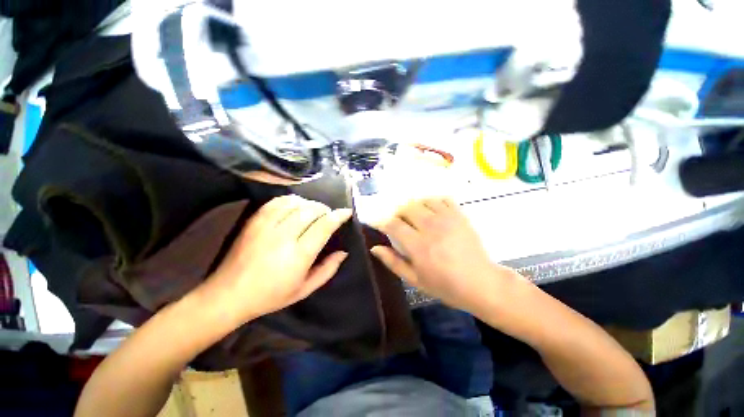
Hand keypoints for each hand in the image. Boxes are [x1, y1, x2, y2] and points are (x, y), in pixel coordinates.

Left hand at [202, 195, 352, 324]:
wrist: (228, 295)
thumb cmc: (271, 296)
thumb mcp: (305, 289)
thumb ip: (328, 270)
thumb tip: (343, 252)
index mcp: (299, 255)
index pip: (324, 226)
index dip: (338, 216)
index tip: (347, 212)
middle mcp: (284, 236)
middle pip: (311, 210)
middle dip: (325, 209)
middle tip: (329, 216)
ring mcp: (266, 226)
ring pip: (296, 203)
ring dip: (310, 204)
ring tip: (314, 211)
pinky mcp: (254, 221)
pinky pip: (277, 201)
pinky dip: (291, 200)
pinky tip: (296, 206)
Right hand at [370, 198, 520, 312]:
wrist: (481, 283)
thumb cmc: (445, 285)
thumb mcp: (415, 279)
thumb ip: (393, 262)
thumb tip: (374, 248)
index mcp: (418, 246)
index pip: (394, 225)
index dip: (383, 222)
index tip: (380, 224)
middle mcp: (431, 227)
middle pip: (406, 208)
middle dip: (398, 214)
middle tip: (400, 224)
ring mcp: (447, 219)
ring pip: (422, 201)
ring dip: (414, 207)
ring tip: (416, 218)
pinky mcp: (459, 215)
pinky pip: (442, 199)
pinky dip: (433, 202)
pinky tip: (432, 212)